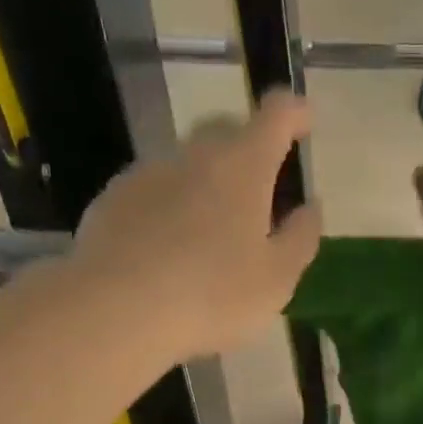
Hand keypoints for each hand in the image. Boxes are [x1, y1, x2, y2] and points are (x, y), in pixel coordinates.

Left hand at [69, 90, 321, 360]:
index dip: (295, 113)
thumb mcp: (276, 280)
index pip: (277, 115)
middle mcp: (194, 156)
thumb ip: (300, 238)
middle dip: (248, 152)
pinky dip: (168, 211)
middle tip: (259, 195)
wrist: (116, 310)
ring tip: (209, 237)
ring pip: (186, 167)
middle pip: (226, 134)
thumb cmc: (212, 295)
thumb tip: (310, 207)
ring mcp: (147, 174)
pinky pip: (152, 195)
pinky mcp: (111, 200)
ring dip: (204, 187)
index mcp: (243, 167)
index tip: (306, 122)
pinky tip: (166, 253)